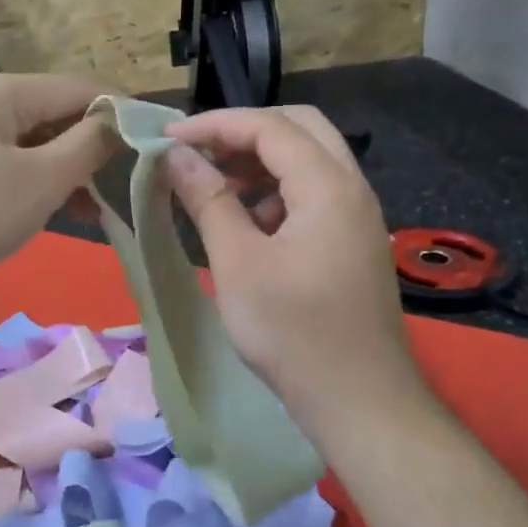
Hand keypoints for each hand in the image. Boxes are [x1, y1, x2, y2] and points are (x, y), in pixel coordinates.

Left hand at [0, 72, 119, 293]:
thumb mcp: (39, 181)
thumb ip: (87, 147)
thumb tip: (118, 122)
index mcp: (0, 91)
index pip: (78, 89)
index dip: (120, 114)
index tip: (154, 144)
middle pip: (51, 115)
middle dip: (90, 150)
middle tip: (123, 189)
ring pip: (27, 143)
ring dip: (62, 171)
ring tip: (92, 211)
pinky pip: (1, 162)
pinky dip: (29, 182)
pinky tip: (46, 212)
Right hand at [163, 106, 417, 433]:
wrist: (360, 402)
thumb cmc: (293, 333)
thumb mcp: (238, 263)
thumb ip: (208, 200)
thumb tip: (175, 154)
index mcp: (329, 185)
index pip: (269, 126)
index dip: (214, 124)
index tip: (167, 137)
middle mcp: (351, 188)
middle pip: (299, 129)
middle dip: (243, 133)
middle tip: (198, 153)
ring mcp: (357, 216)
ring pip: (308, 161)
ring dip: (259, 162)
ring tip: (214, 189)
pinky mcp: (352, 243)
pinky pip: (313, 195)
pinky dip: (275, 193)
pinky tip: (246, 226)